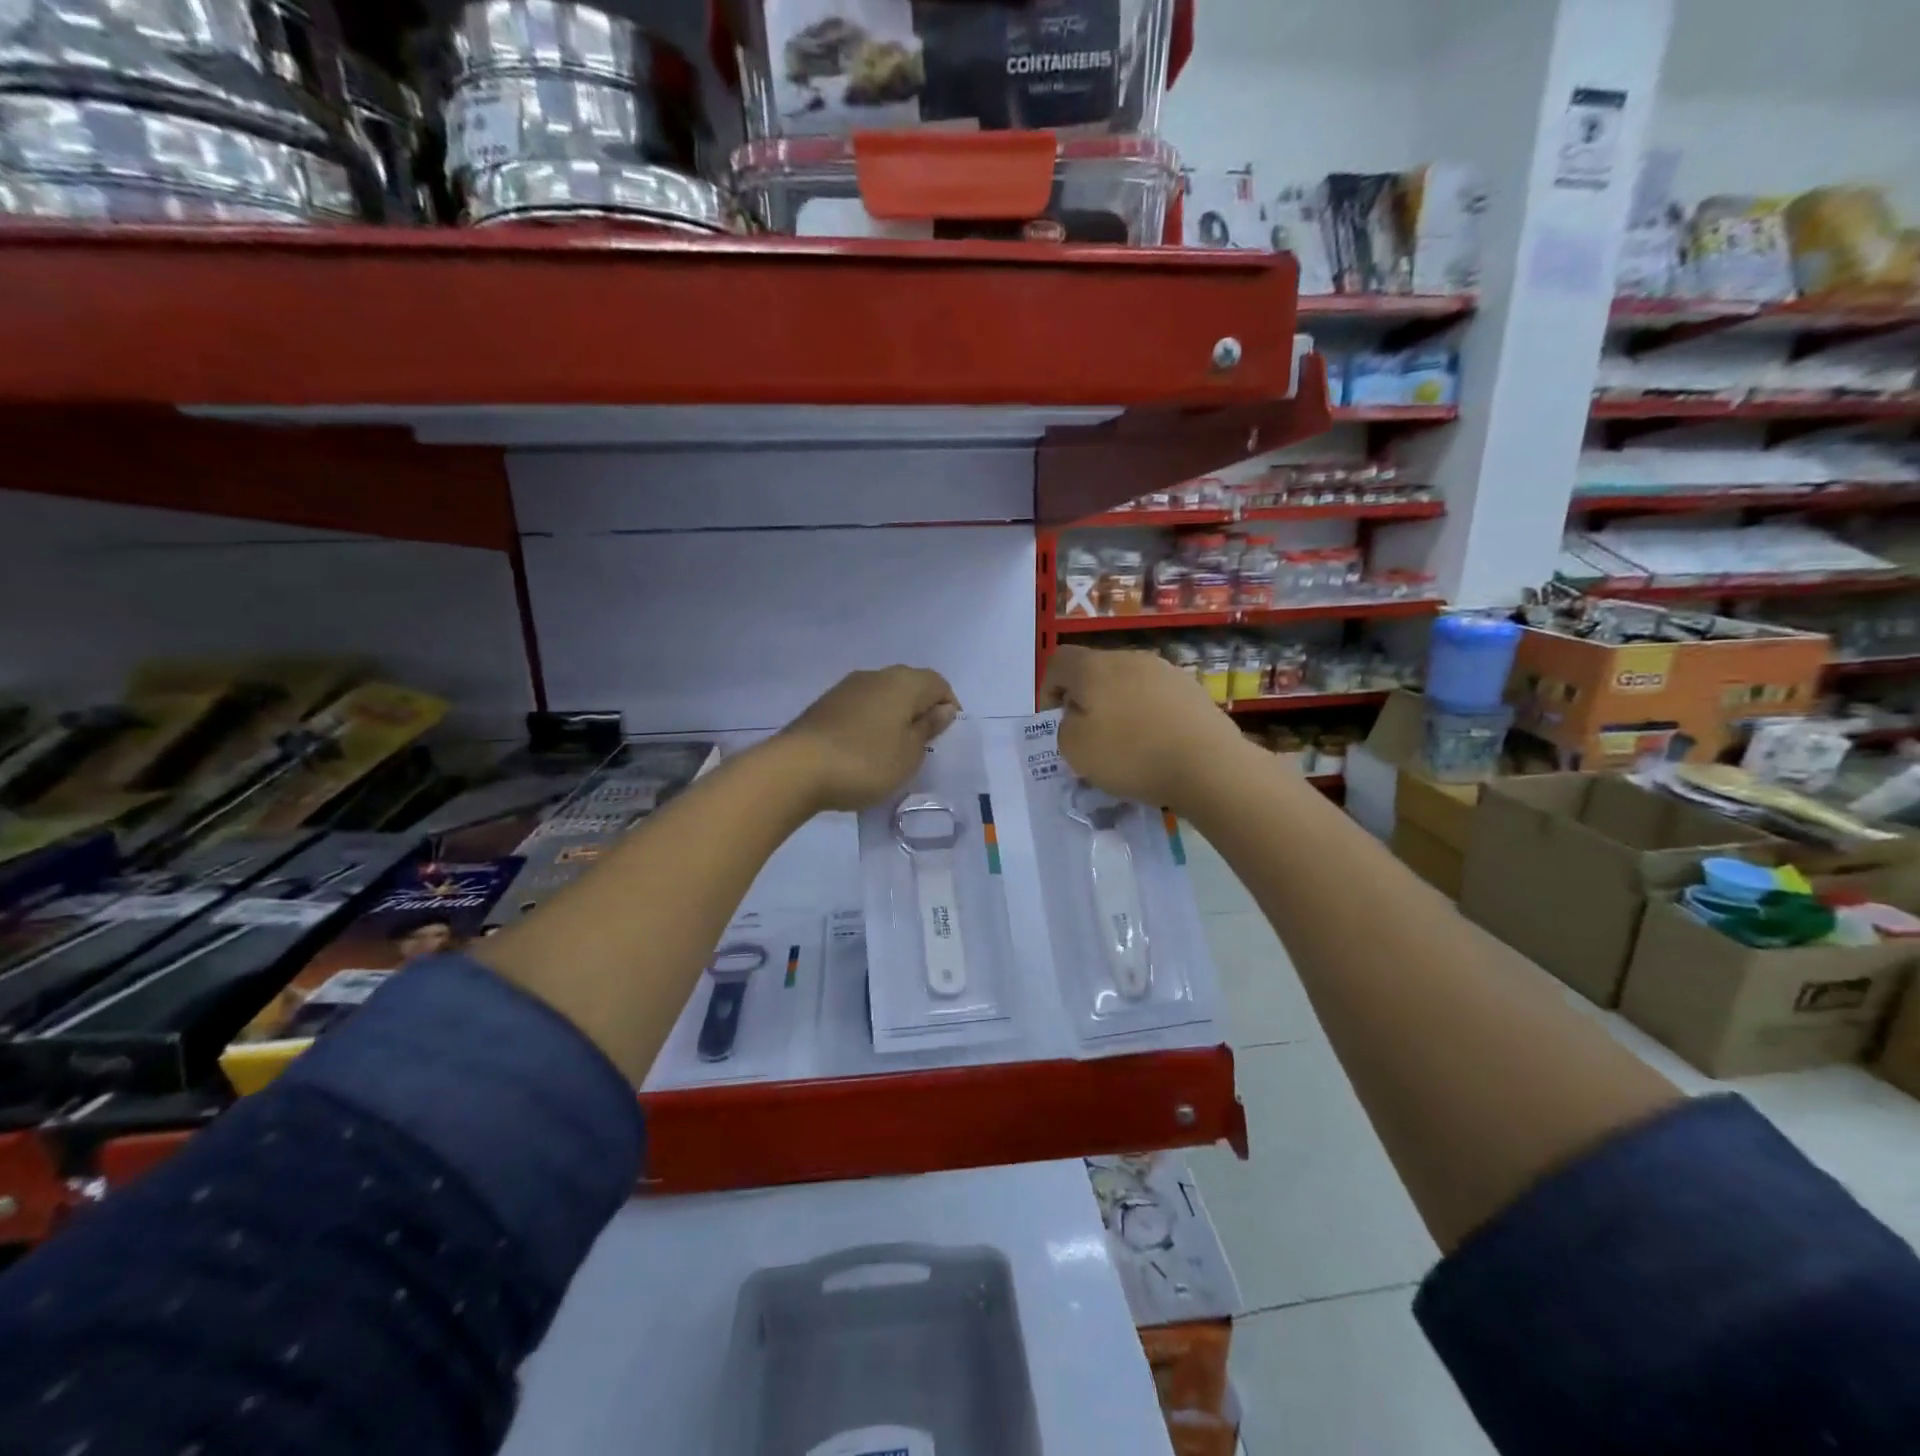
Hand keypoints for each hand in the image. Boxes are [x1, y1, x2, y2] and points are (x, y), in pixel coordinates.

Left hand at [779, 666, 959, 812]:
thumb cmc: (865, 762)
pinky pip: (861, 707)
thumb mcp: (909, 754)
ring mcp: (846, 688)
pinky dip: (871, 723)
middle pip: (909, 685)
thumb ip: (928, 728)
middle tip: (923, 745)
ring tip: (893, 750)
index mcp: (903, 682)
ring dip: (893, 716)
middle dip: (920, 710)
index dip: (948, 706)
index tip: (946, 737)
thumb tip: (942, 709)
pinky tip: (865, 749)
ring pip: (883, 695)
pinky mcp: (825, 705)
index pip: (938, 683)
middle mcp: (876, 675)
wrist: (796, 769)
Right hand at [1042, 646, 1252, 813]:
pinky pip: (1156, 697)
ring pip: (1128, 683)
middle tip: (1089, 734)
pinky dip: (1148, 715)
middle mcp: (1129, 658)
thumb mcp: (1074, 749)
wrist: (1207, 764)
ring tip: (1126, 742)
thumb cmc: (1130, 755)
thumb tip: (1078, 716)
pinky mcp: (1192, 689)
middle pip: (1095, 670)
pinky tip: (1156, 743)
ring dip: (1119, 706)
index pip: (1058, 661)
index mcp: (1093, 667)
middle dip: (1086, 699)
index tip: (1055, 720)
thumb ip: (1065, 727)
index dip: (1048, 689)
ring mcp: (1165, 670)